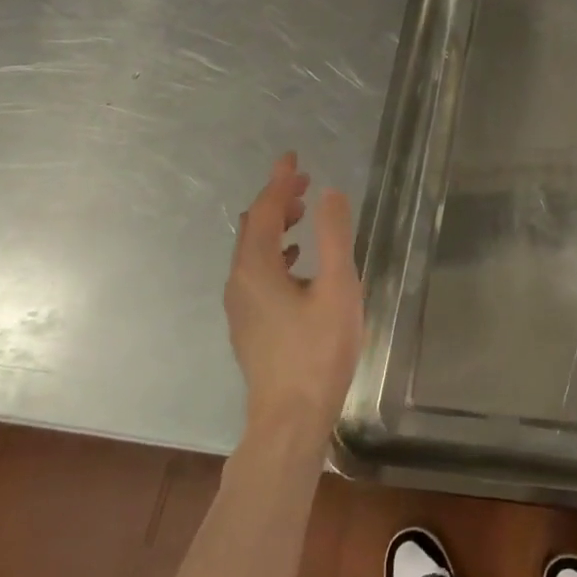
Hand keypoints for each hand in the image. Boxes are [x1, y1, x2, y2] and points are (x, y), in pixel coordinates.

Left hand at [224, 152, 363, 441]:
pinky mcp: (249, 324)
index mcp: (257, 268)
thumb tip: (331, 193)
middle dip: (277, 200)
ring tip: (305, 213)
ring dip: (277, 226)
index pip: (265, 211)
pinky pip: (256, 272)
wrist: (290, 418)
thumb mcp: (337, 288)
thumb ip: (334, 237)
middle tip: (305, 182)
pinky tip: (296, 261)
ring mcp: (240, 306)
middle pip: (253, 228)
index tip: (293, 158)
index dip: (280, 181)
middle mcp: (239, 282)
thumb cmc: (318, 351)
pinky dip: (276, 252)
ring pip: (253, 251)